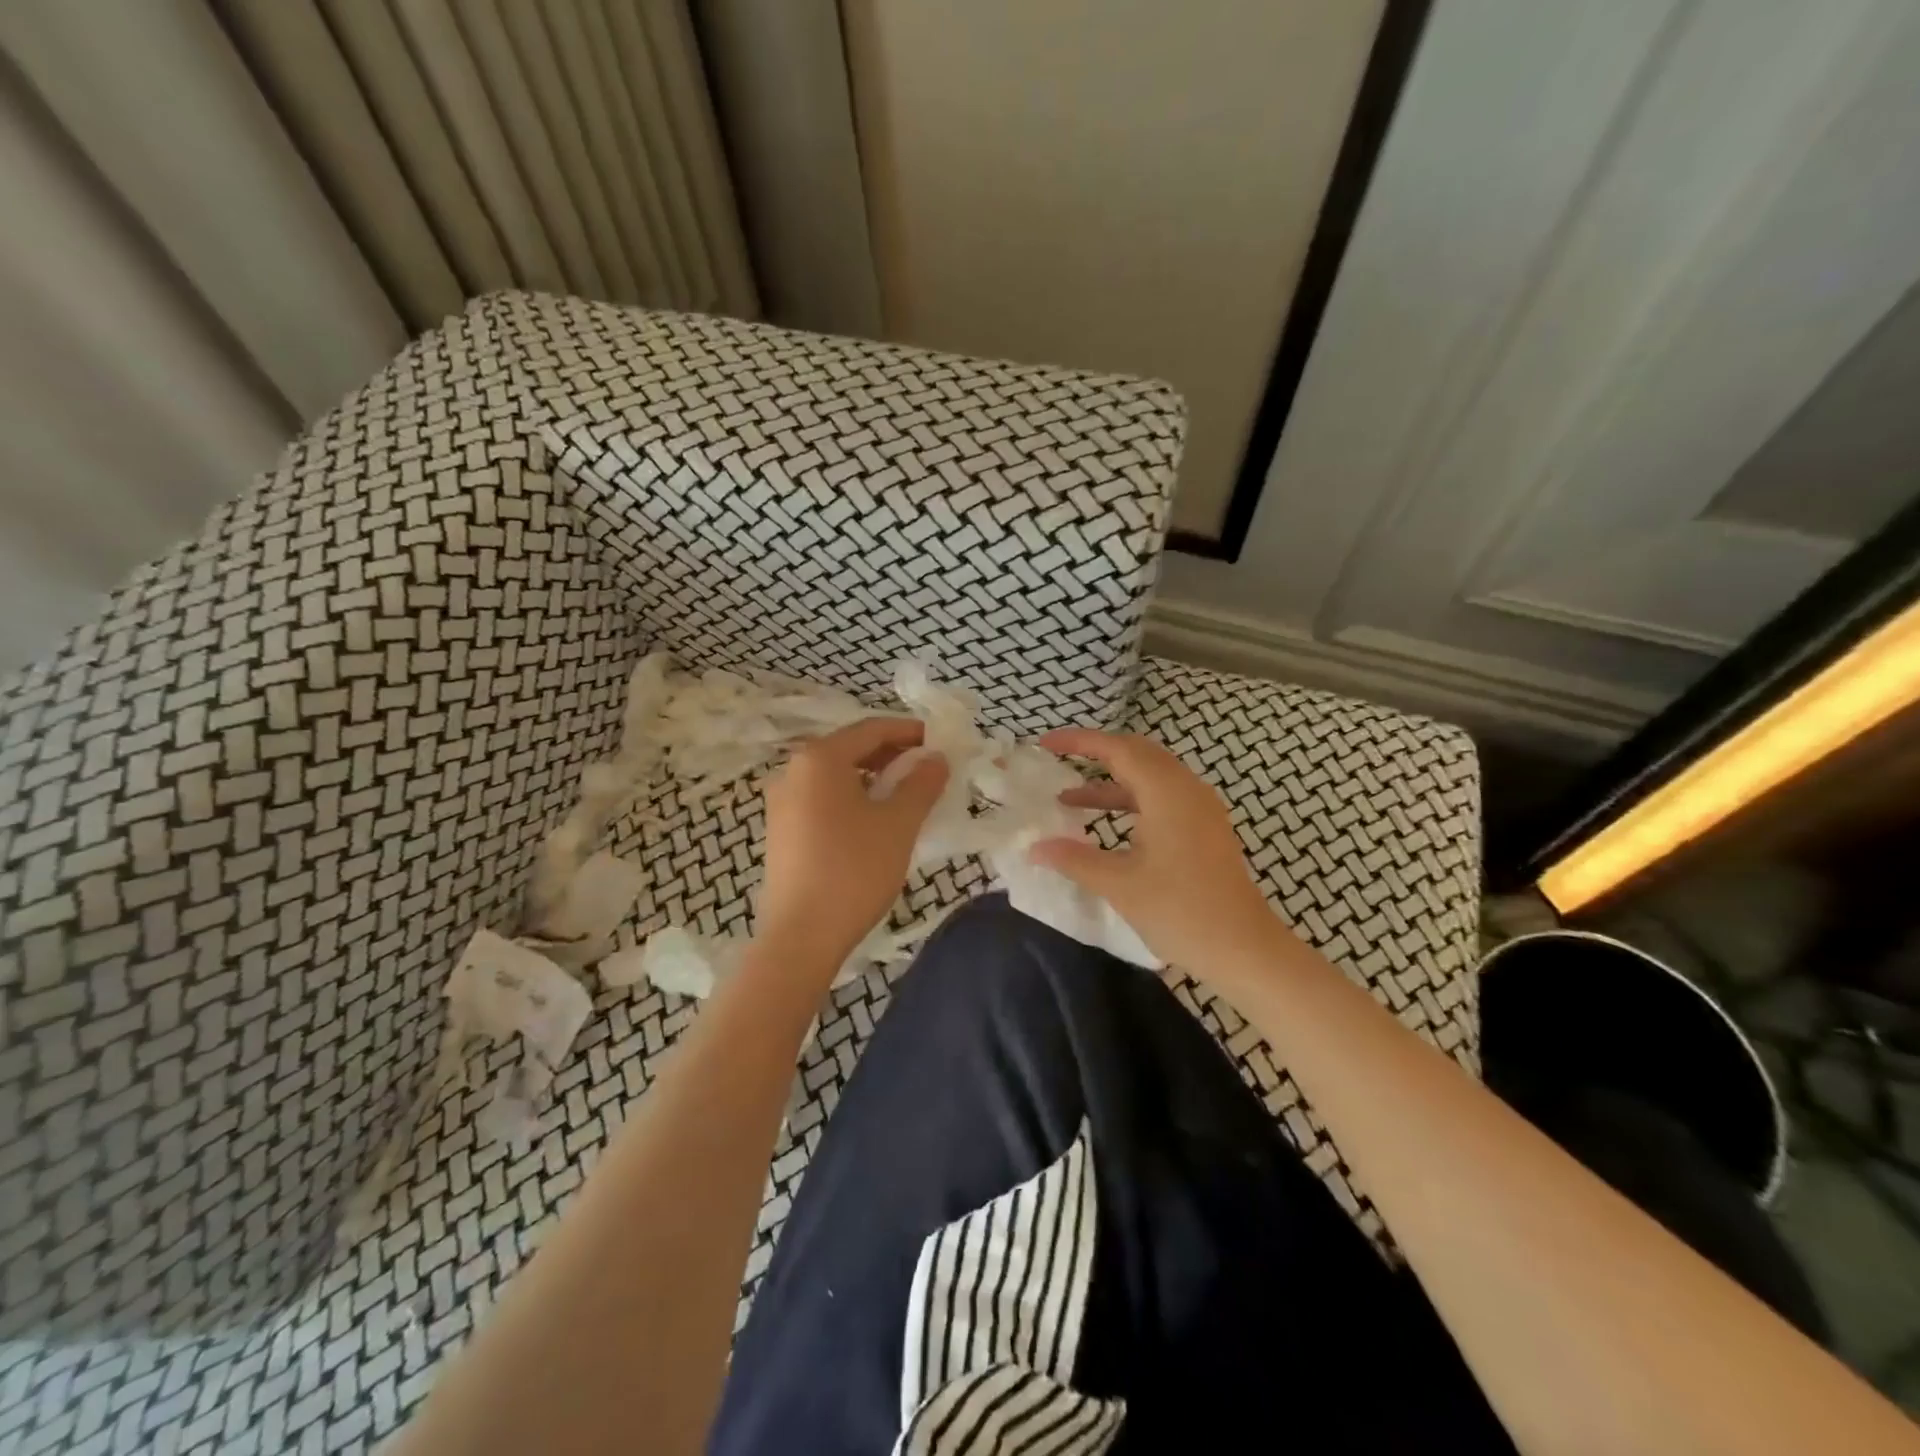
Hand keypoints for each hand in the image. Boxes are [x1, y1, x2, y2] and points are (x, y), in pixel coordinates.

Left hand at [758, 717, 949, 966]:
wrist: (801, 936)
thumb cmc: (854, 870)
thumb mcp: (898, 823)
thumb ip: (922, 783)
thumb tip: (936, 758)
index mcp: (819, 759)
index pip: (871, 729)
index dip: (909, 731)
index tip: (940, 740)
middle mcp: (793, 770)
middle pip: (850, 749)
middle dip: (892, 754)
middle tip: (928, 769)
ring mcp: (782, 802)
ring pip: (836, 776)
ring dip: (873, 778)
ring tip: (906, 795)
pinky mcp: (781, 830)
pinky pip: (822, 799)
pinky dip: (852, 798)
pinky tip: (874, 820)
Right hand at [1031, 728, 1282, 975]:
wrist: (1245, 950)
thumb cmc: (1181, 912)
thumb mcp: (1120, 885)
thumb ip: (1075, 859)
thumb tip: (1034, 848)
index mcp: (1167, 793)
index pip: (1118, 749)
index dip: (1079, 741)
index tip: (1045, 743)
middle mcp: (1187, 789)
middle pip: (1137, 754)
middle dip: (1096, 754)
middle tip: (1058, 761)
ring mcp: (1200, 809)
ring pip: (1150, 777)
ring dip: (1111, 783)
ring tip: (1069, 799)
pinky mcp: (1205, 829)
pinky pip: (1162, 797)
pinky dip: (1130, 801)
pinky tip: (1107, 823)